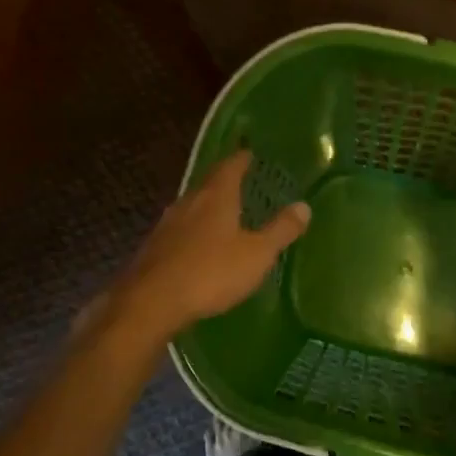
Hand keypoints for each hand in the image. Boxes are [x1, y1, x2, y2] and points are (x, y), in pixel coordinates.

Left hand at [103, 150, 309, 346]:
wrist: (151, 302)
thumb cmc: (211, 273)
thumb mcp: (257, 254)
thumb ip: (280, 230)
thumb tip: (304, 206)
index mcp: (216, 196)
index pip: (231, 166)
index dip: (242, 158)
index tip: (251, 153)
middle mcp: (189, 201)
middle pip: (209, 182)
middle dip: (224, 180)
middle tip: (241, 179)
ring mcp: (167, 224)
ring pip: (192, 205)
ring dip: (207, 204)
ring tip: (223, 210)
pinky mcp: (154, 247)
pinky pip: (179, 228)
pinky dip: (193, 229)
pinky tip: (198, 243)